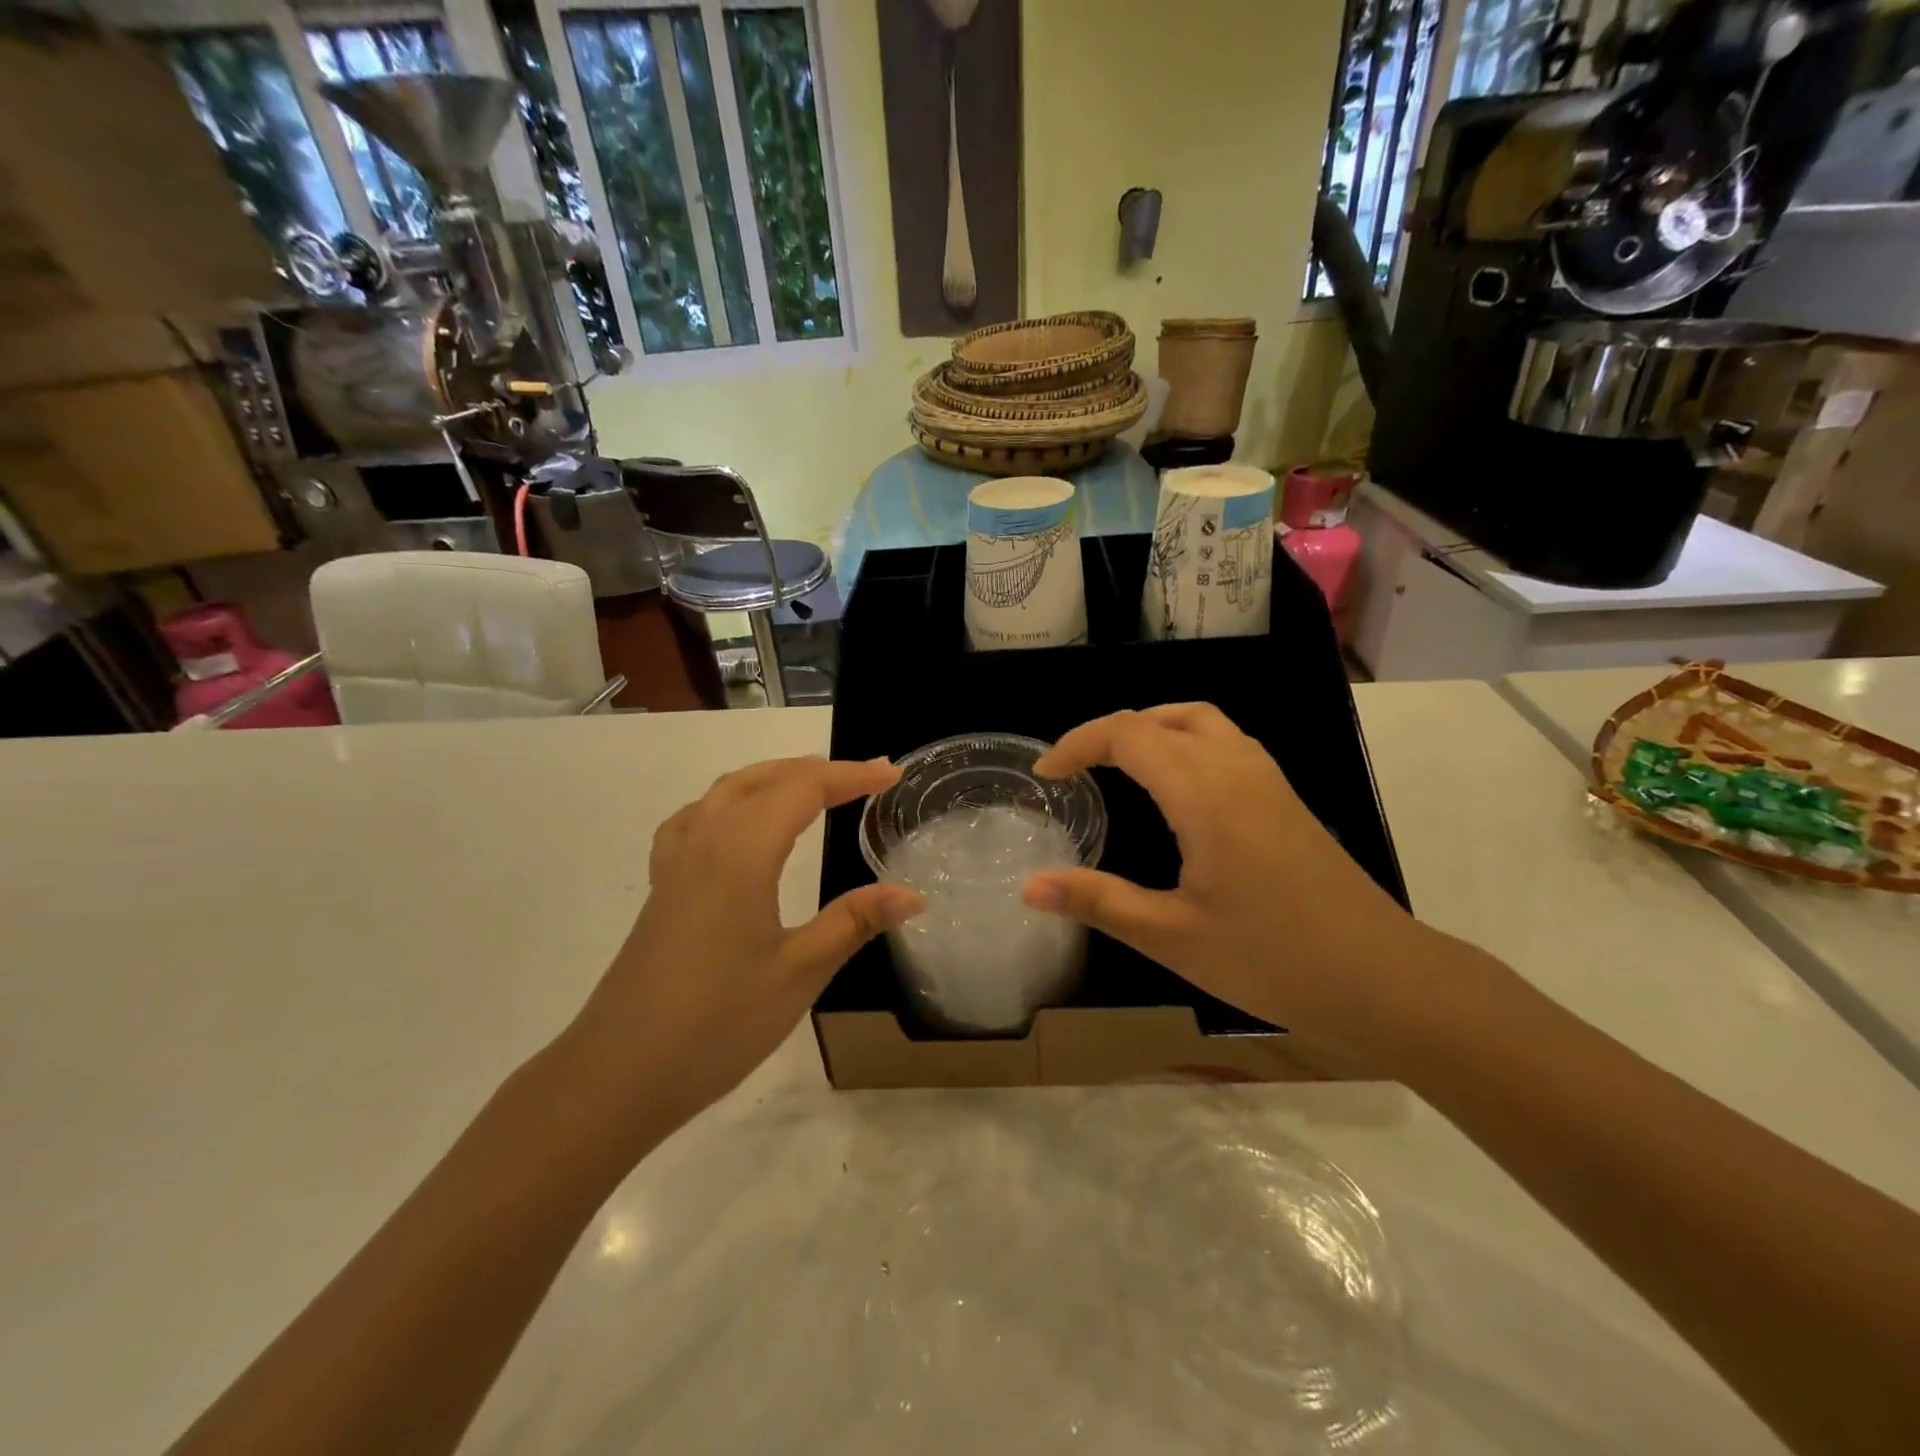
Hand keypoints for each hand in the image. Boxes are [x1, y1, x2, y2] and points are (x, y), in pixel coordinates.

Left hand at [557, 756, 922, 1144]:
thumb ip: (854, 922)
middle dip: (817, 771)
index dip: (851, 776)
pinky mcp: (661, 888)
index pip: (803, 790)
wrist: (618, 1075)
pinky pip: (697, 818)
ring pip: (726, 792)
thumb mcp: (799, 973)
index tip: (892, 775)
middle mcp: (705, 842)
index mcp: (741, 854)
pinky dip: (731, 801)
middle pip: (763, 780)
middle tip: (865, 778)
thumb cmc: (717, 1023)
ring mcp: (676, 864)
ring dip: (773, 778)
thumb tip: (912, 893)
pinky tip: (739, 826)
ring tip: (810, 788)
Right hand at [1023, 704, 1426, 1049]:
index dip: (1077, 744)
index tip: (1045, 774)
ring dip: (1151, 728)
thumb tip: (1029, 886)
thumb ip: (1098, 901)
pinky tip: (1176, 787)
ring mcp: (1268, 779)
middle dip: (1108, 733)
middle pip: (1161, 718)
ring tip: (1117, 764)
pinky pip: (1225, 741)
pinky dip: (1184, 741)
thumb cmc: (1272, 959)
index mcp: (1204, 793)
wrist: (1384, 979)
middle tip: (1075, 768)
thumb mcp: (1172, 936)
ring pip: (1200, 721)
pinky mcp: (1285, 797)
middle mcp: (1236, 768)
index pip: (1127, 735)